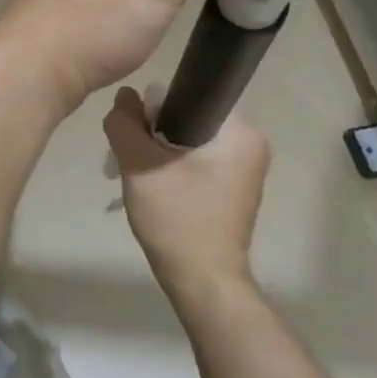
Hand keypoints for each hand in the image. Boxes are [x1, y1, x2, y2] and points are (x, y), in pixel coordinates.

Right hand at [104, 85, 271, 290]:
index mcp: (241, 132)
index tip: (135, 131)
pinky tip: (157, 187)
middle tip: (132, 156)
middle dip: (156, 133)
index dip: (155, 108)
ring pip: (191, 142)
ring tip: (141, 174)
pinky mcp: (235, 190)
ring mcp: (246, 170)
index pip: (190, 96)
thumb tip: (124, 96)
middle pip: (190, 119)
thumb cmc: (178, 219)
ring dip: (162, 152)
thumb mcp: (140, 167)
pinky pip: (199, 163)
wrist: (203, 281)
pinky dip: (175, 168)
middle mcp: (252, 145)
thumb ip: (125, 126)